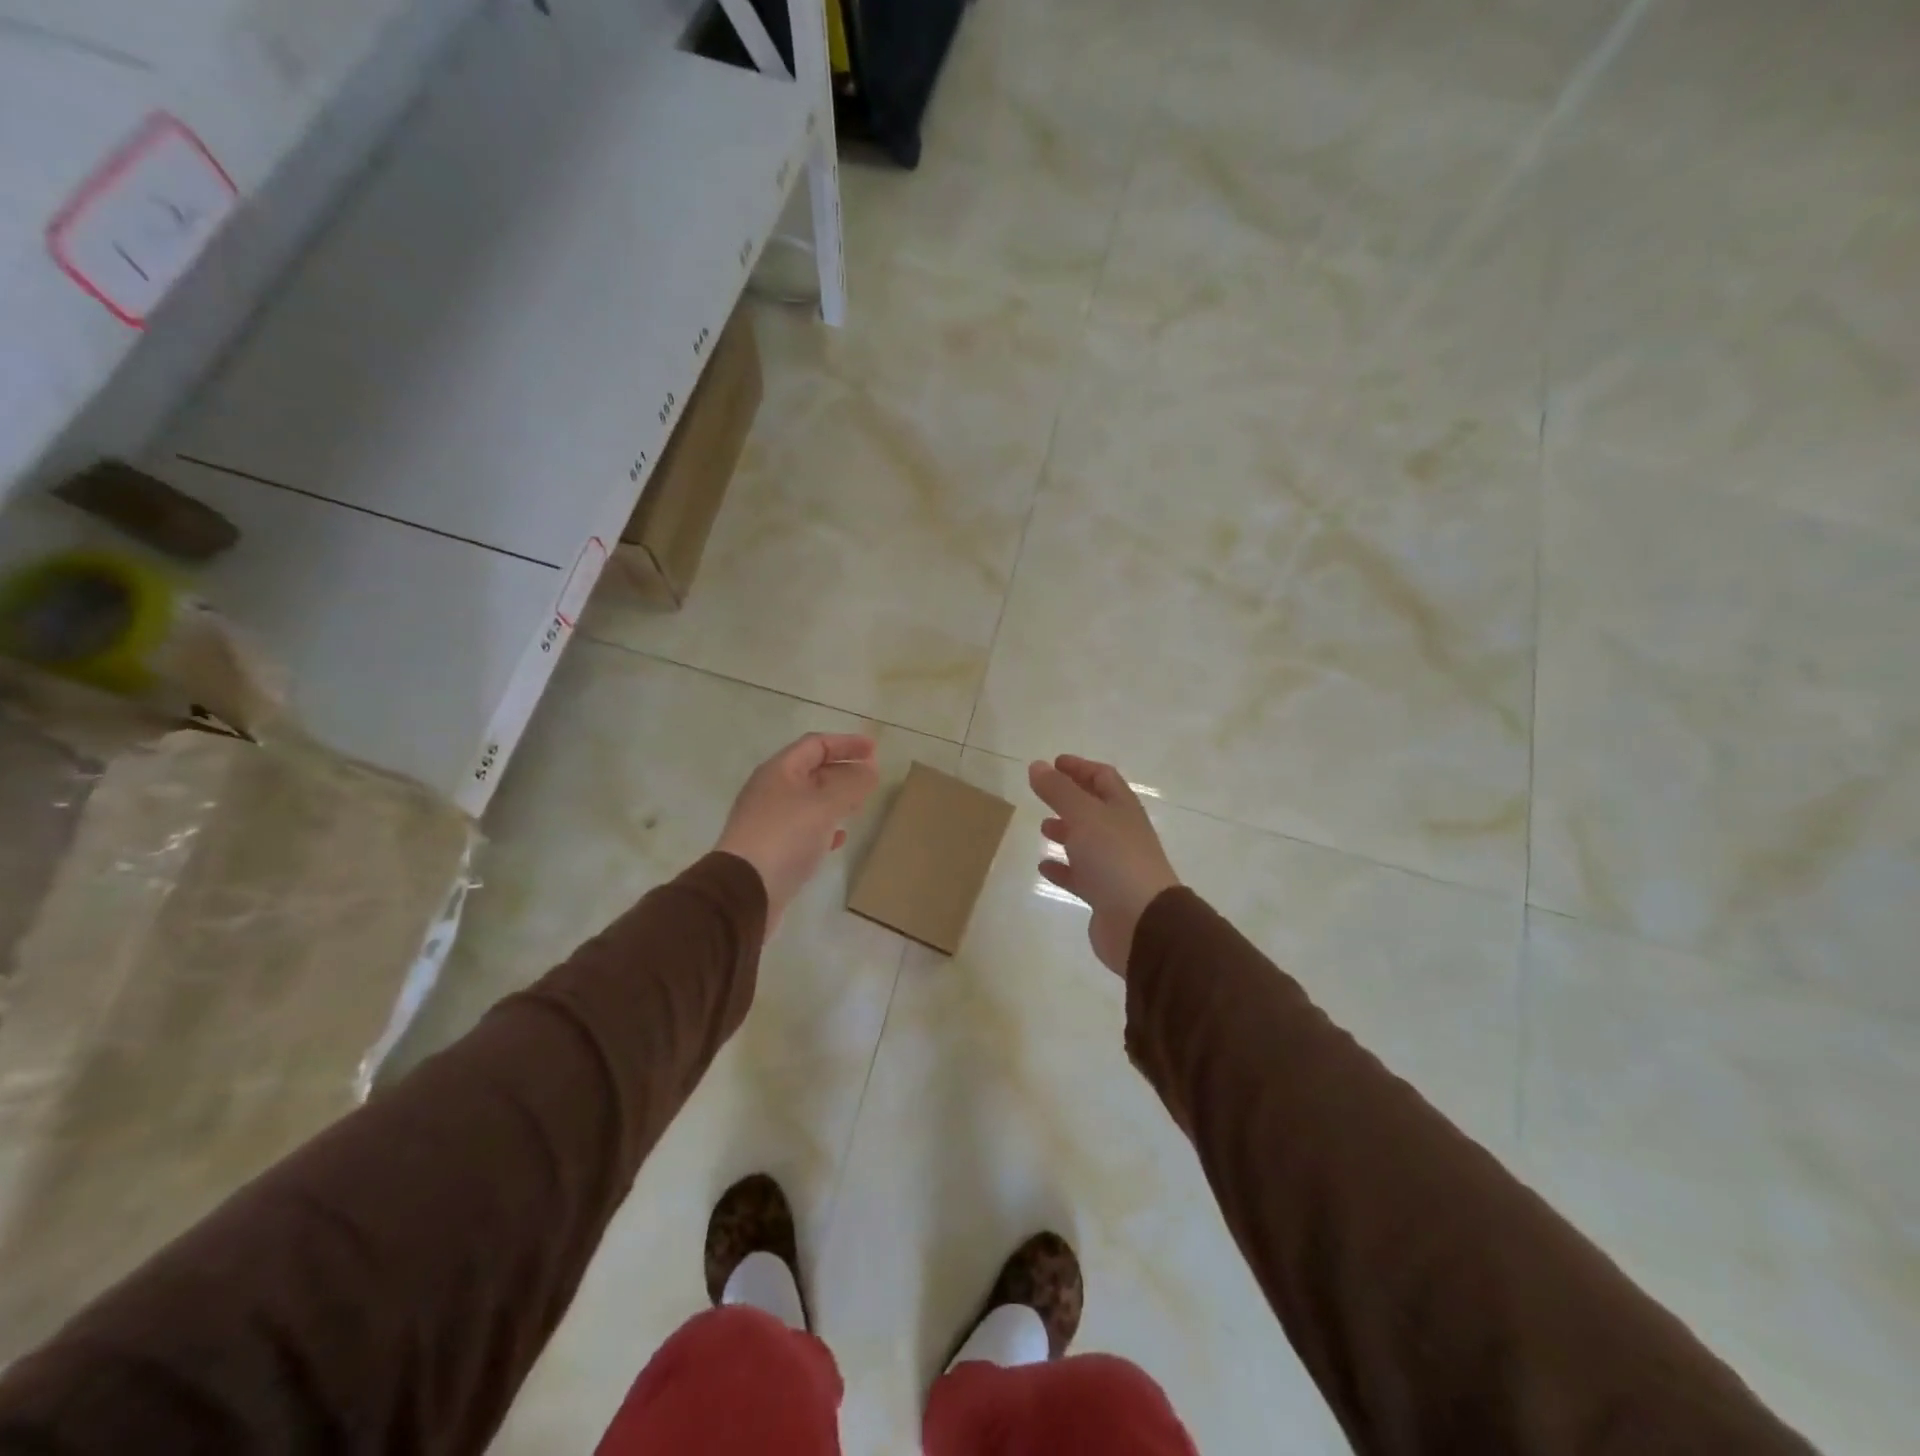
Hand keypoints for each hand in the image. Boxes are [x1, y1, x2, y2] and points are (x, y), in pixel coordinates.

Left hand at [718, 733, 879, 935]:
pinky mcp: (771, 848)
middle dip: (842, 770)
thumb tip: (870, 769)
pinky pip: (803, 828)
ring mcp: (769, 820)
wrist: (744, 891)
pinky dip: (824, 827)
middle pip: (811, 771)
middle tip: (871, 777)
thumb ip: (852, 784)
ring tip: (860, 804)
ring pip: (809, 800)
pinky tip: (839, 839)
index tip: (875, 750)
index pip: (816, 744)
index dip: (846, 743)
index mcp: (779, 771)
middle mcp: (771, 790)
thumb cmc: (786, 837)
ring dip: (835, 798)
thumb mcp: (825, 805)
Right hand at [1028, 755, 1179, 977]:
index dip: (1080, 767)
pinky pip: (1080, 876)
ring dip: (1066, 832)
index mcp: (1122, 808)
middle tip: (1044, 793)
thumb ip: (1058, 790)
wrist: (1142, 922)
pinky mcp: (1104, 895)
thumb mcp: (1084, 816)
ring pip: (1088, 842)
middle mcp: (1121, 833)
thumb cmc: (1114, 859)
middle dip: (1071, 799)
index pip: (1103, 777)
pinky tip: (1044, 867)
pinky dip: (1062, 868)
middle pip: (1095, 808)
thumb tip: (1037, 765)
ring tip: (1043, 828)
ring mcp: (1115, 865)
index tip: (1054, 763)